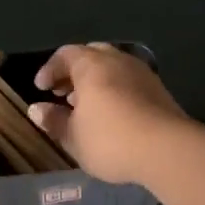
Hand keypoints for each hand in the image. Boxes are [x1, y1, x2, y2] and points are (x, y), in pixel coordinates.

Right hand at [28, 44, 187, 183]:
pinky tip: (112, 114)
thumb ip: (54, 120)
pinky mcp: (159, 90)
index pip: (65, 54)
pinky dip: (114, 90)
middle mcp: (118, 61)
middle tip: (63, 93)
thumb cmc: (110, 140)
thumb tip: (36, 109)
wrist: (167, 150)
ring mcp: (142, 73)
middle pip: (91, 55)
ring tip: (86, 106)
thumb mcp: (73, 136)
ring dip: (96, 81)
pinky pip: (129, 81)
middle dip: (74, 71)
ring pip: (113, 67)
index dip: (50, 69)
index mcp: (92, 65)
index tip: (41, 89)